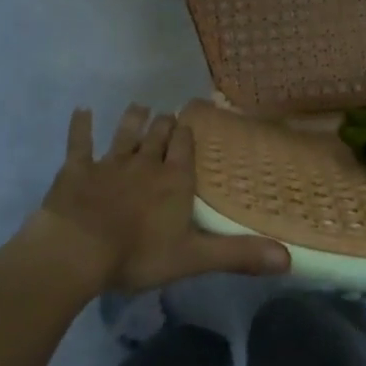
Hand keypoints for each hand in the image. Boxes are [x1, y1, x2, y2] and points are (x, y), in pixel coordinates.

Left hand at [28, 104, 290, 294]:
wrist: (78, 250)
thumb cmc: (138, 255)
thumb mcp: (193, 258)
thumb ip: (238, 255)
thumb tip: (288, 259)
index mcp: (174, 181)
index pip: (185, 149)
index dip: (188, 136)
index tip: (191, 122)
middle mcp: (145, 164)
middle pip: (158, 137)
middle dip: (164, 125)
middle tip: (168, 116)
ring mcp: (109, 164)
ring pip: (125, 134)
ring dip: (133, 120)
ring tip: (139, 107)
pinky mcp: (77, 170)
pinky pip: (79, 142)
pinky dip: (81, 126)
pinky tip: (81, 110)